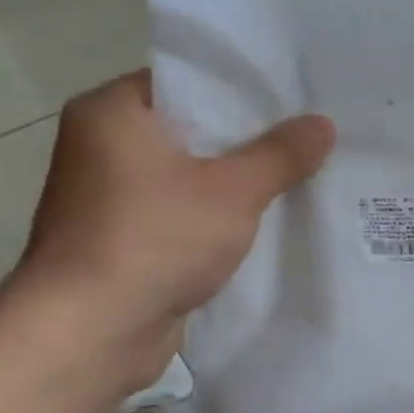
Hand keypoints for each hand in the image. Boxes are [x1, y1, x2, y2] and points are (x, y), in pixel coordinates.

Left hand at [9, 71, 334, 388]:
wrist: (89, 331)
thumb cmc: (154, 239)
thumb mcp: (232, 191)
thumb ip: (280, 154)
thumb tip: (324, 123)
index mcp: (113, 112)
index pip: (189, 81)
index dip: (246, 89)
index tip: (298, 98)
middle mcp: (104, 145)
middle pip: (195, 128)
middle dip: (253, 139)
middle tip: (313, 137)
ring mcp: (112, 195)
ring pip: (193, 174)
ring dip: (240, 181)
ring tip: (304, 176)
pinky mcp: (127, 237)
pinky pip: (186, 212)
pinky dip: (221, 216)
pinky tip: (270, 221)